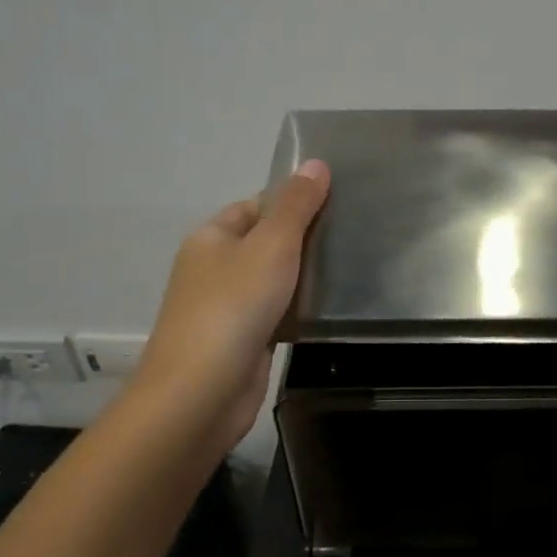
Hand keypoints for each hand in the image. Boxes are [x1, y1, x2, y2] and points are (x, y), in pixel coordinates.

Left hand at [133, 160, 329, 451]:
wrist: (202, 392)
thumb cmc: (233, 307)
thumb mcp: (271, 245)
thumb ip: (297, 206)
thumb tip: (316, 163)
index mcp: (211, 238)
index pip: (256, 205)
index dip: (293, 201)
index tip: (338, 202)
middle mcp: (214, 269)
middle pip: (266, 242)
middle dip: (305, 239)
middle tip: (354, 233)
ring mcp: (228, 308)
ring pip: (274, 281)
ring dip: (305, 277)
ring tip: (354, 266)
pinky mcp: (244, 341)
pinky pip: (278, 314)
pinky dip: (300, 310)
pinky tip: (333, 308)